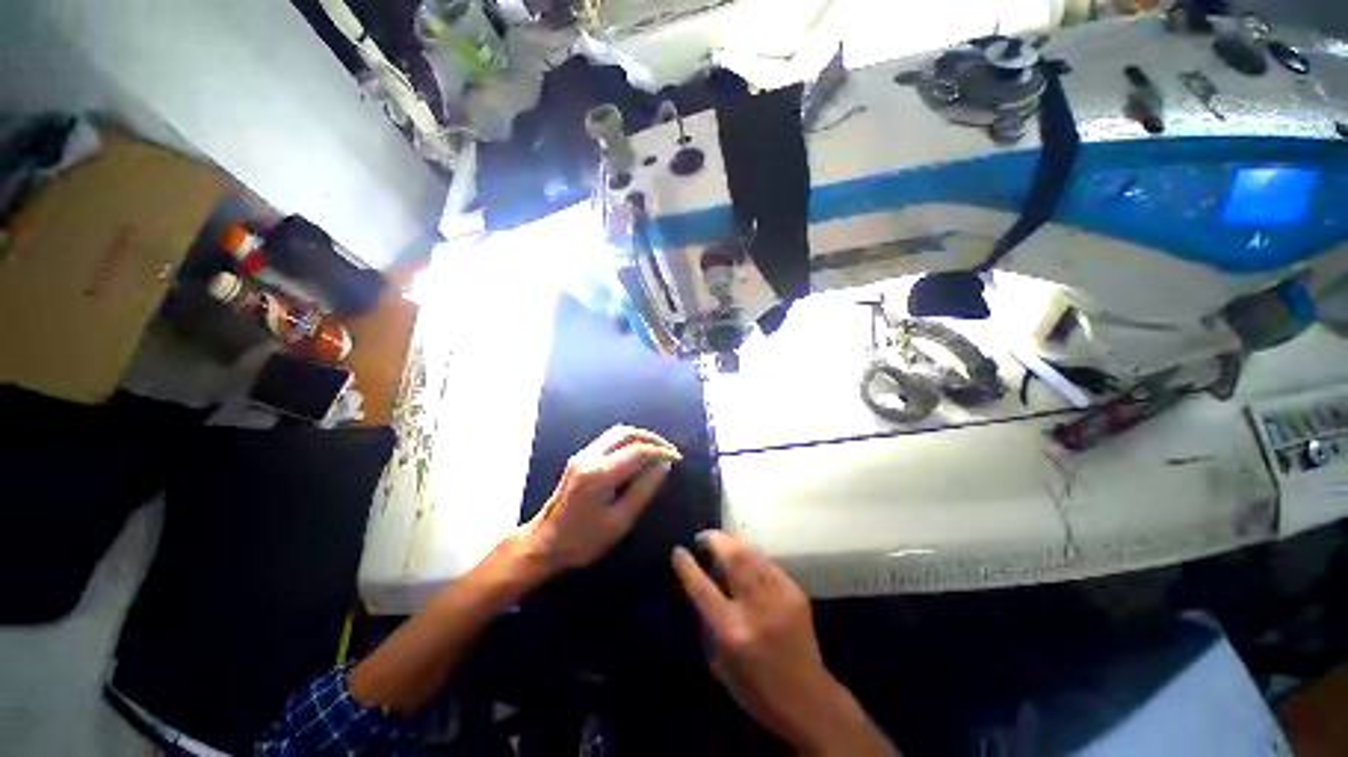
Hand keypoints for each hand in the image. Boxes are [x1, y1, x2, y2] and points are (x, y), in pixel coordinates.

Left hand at [522, 426, 681, 574]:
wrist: (544, 543)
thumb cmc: (583, 540)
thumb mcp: (620, 521)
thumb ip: (644, 490)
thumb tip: (663, 465)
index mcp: (599, 474)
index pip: (638, 451)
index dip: (661, 451)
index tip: (678, 459)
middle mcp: (590, 456)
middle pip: (627, 432)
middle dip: (652, 438)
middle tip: (670, 450)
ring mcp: (582, 454)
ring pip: (617, 432)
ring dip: (640, 437)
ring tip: (658, 450)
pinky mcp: (580, 457)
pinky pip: (609, 439)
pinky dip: (628, 441)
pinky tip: (638, 453)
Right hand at [673, 531, 894, 756]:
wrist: (809, 699)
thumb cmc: (755, 689)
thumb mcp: (719, 662)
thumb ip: (707, 621)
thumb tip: (697, 585)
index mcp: (732, 631)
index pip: (703, 588)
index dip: (687, 565)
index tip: (678, 551)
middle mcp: (756, 608)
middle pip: (733, 557)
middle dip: (714, 539)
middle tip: (703, 537)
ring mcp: (779, 596)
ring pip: (752, 553)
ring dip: (733, 542)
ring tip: (722, 542)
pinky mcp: (795, 592)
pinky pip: (767, 564)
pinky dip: (752, 557)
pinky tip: (746, 562)